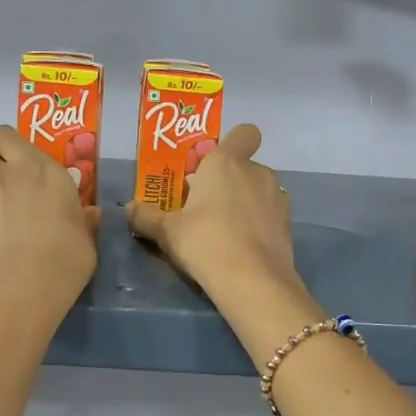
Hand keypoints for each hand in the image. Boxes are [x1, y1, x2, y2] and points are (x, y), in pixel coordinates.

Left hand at [0, 125, 98, 306]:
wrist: (25, 284)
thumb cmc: (67, 253)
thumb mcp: (86, 236)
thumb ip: (84, 220)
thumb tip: (92, 214)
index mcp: (36, 167)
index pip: (3, 135)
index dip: (5, 145)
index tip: (17, 161)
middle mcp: (3, 175)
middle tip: (1, 184)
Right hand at [125, 124, 295, 301]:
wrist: (253, 281)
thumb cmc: (205, 242)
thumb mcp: (167, 232)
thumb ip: (146, 217)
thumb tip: (128, 209)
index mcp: (226, 162)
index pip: (243, 133)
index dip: (231, 143)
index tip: (211, 166)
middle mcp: (257, 172)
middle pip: (243, 166)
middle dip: (227, 181)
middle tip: (204, 207)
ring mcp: (277, 197)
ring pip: (257, 190)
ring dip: (243, 202)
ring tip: (223, 230)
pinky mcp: (288, 223)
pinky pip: (268, 213)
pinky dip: (258, 223)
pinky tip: (242, 246)